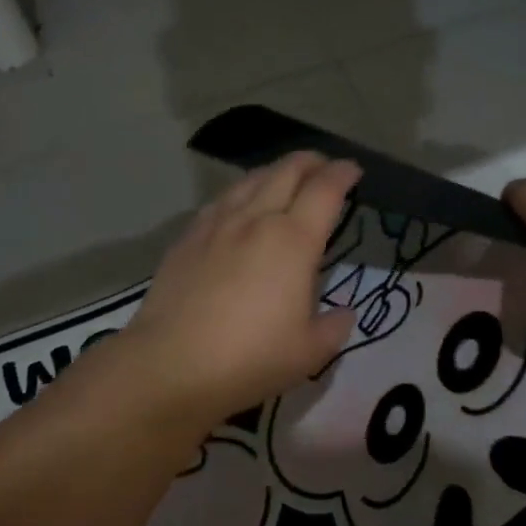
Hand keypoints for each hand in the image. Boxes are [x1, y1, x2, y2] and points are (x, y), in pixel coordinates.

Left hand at [122, 152, 360, 426]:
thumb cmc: (250, 358)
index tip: (353, 170)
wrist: (172, 364)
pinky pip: (222, 199)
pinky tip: (240, 204)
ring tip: (285, 178)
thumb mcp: (310, 353)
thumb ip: (334, 327)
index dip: (343, 174)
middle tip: (324, 167)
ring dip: (276, 171)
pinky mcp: (188, 237)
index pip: (325, 190)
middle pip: (287, 171)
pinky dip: (243, 191)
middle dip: (312, 162)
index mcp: (293, 240)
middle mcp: (256, 219)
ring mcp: (218, 224)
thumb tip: (343, 312)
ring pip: (251, 179)